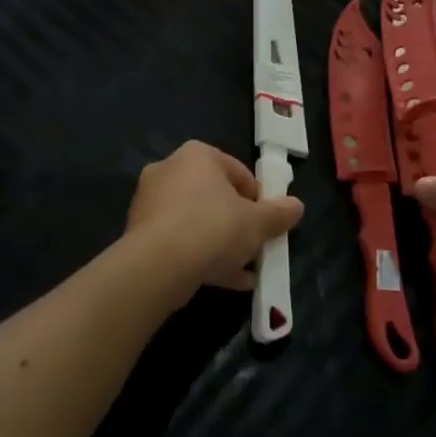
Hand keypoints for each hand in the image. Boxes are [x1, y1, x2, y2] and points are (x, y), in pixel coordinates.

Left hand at [126, 141, 303, 298]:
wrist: (158, 265)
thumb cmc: (213, 228)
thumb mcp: (258, 222)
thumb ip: (279, 213)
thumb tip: (297, 206)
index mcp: (197, 156)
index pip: (238, 172)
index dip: (259, 199)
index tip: (268, 223)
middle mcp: (168, 170)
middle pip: (215, 198)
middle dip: (238, 224)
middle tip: (255, 246)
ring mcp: (150, 203)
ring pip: (196, 222)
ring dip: (221, 244)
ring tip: (244, 271)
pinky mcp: (139, 233)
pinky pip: (179, 242)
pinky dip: (200, 257)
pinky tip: (225, 281)